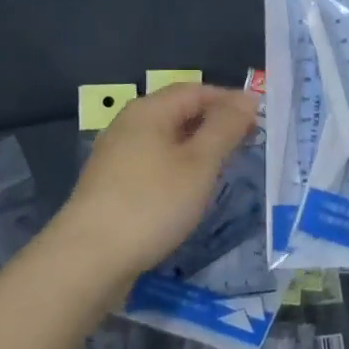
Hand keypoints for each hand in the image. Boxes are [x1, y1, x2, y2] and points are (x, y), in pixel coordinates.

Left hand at [52, 83, 257, 281]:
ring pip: (165, 139)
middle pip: (178, 111)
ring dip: (196, 146)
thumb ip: (224, 128)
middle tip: (248, 142)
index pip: (196, 90)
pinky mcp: (110, 184)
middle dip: (214, 122)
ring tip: (224, 166)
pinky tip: (188, 189)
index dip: (229, 100)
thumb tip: (247, 98)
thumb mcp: (199, 164)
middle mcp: (128, 124)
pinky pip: (152, 162)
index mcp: (149, 110)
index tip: (260, 119)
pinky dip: (177, 166)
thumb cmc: (151, 204)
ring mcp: (115, 155)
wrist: (88, 258)